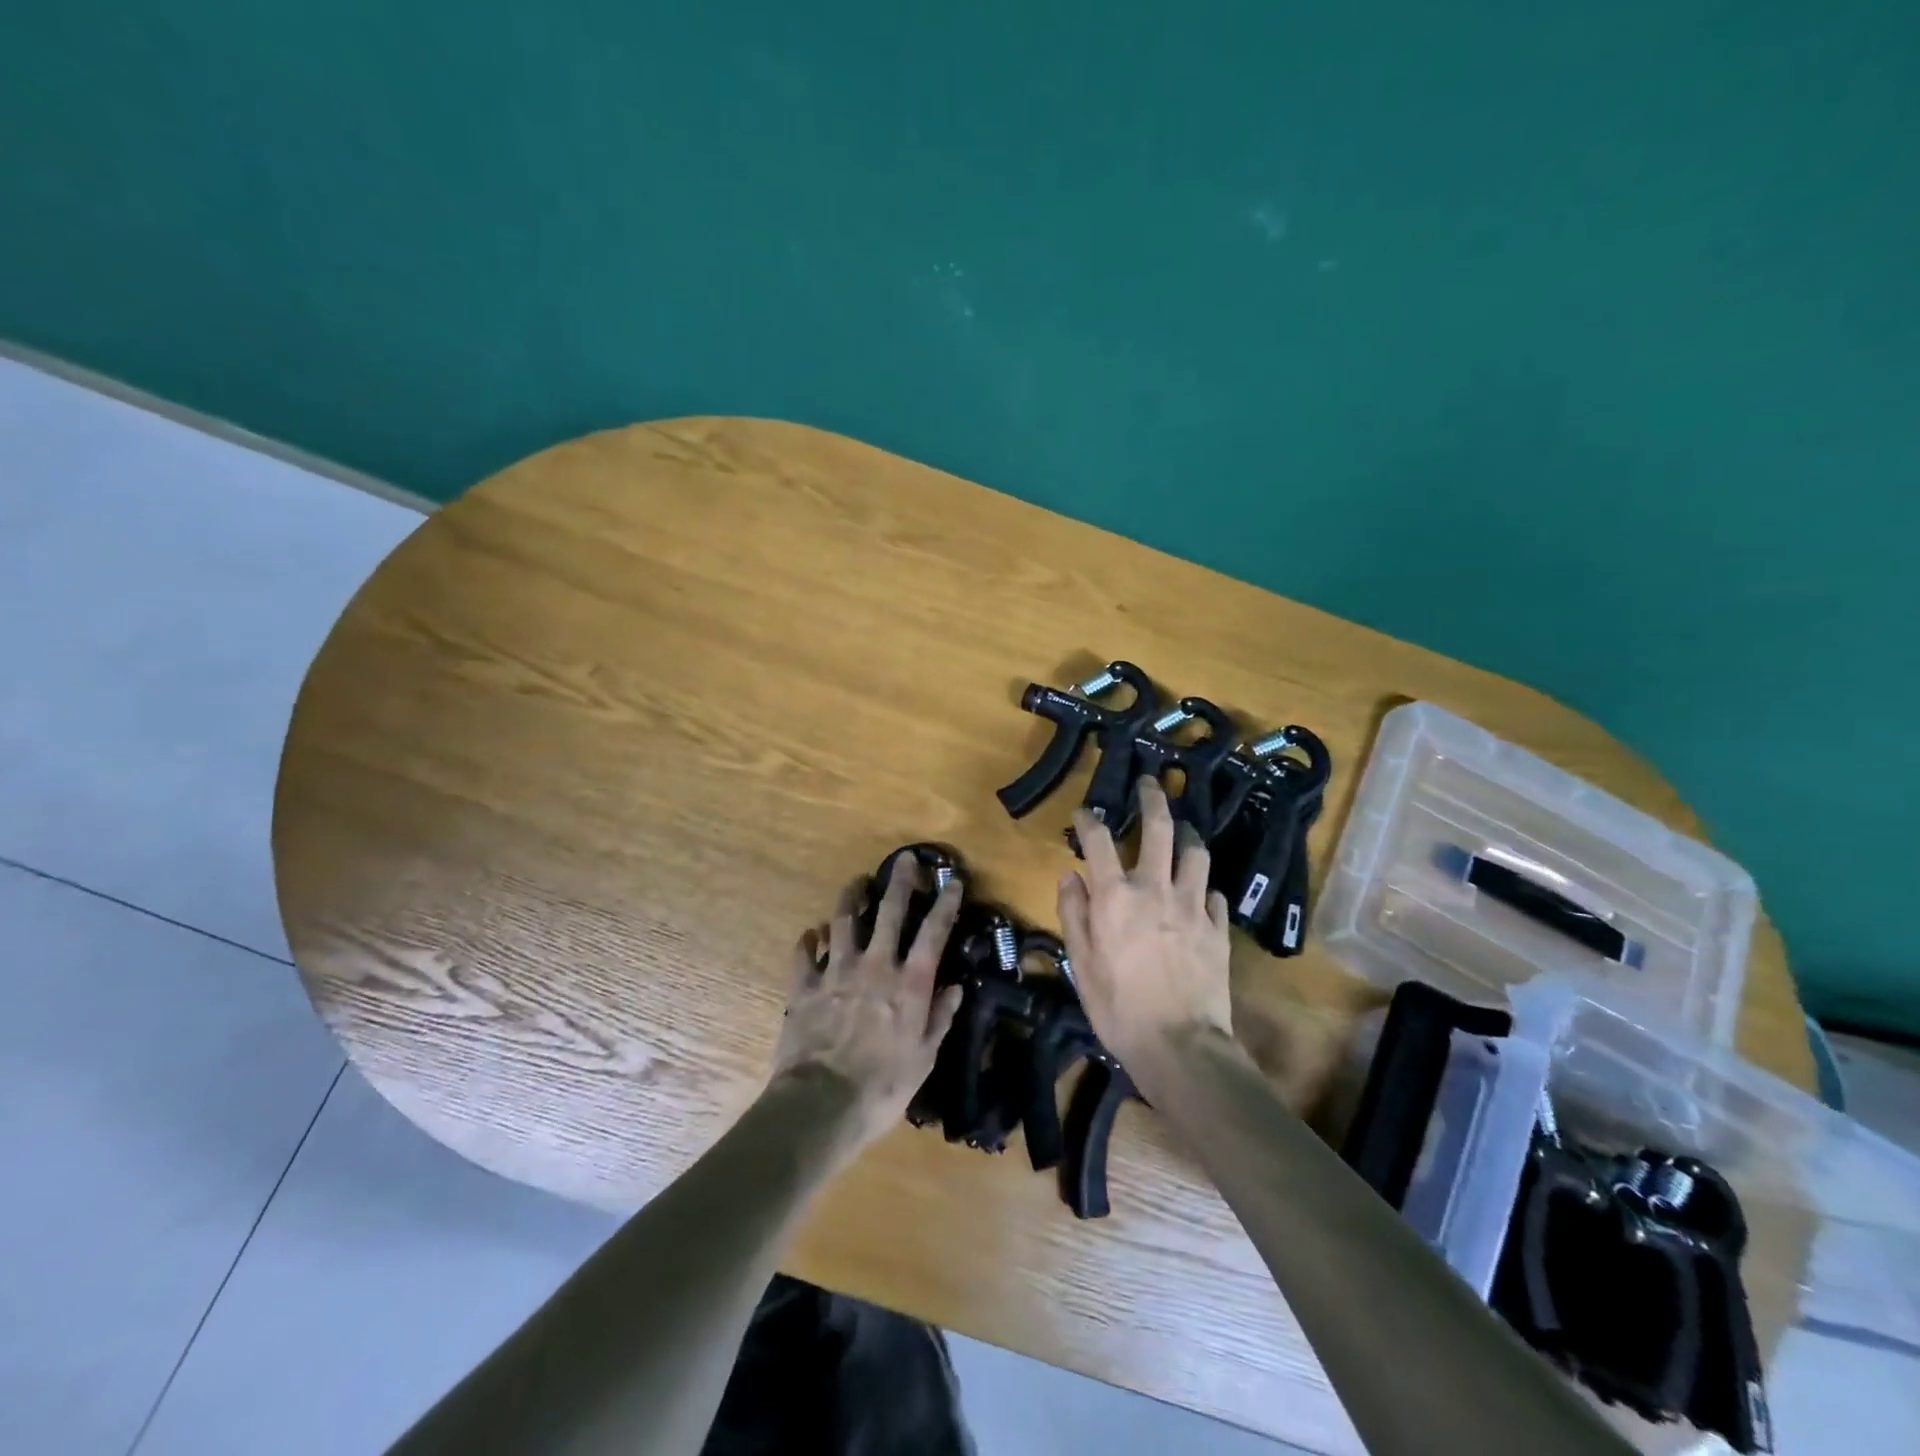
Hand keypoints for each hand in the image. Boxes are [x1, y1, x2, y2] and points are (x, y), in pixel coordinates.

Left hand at [771, 858, 965, 1150]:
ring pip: (843, 921)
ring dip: (851, 898)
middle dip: (900, 882)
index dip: (945, 904)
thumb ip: (939, 1018)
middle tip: (905, 859)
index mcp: (908, 983)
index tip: (952, 881)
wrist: (821, 1104)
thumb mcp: (923, 1058)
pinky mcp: (804, 986)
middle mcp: (875, 966)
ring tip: (857, 883)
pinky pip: (804, 953)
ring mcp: (836, 972)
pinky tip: (812, 933)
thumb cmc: (882, 1087)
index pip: (933, 933)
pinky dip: (809, 940)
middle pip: (889, 912)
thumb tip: (955, 987)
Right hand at [1057, 777, 1233, 1071]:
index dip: (1089, 820)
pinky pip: (1214, 894)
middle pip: (1158, 829)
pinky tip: (1200, 891)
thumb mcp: (1080, 964)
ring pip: (1195, 853)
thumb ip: (1073, 914)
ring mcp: (1192, 906)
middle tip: (1150, 783)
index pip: (1099, 841)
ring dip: (1187, 835)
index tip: (1085, 812)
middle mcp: (1155, 889)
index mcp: (1115, 896)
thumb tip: (1070, 876)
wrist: (1181, 1046)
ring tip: (1183, 829)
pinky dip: (1203, 887)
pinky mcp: (1218, 928)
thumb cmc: (1119, 1008)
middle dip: (1153, 799)